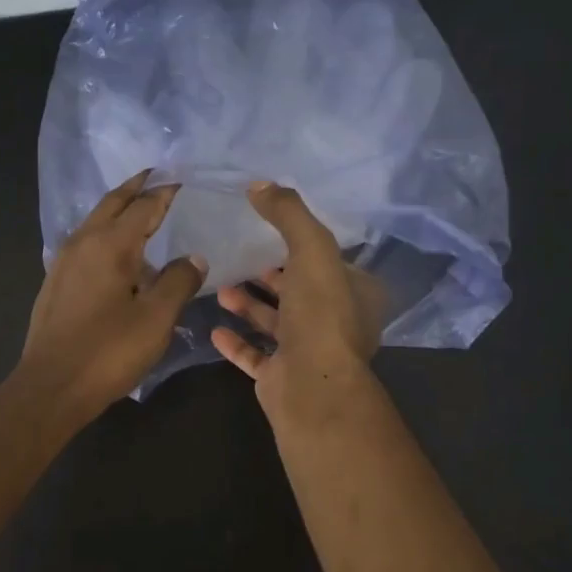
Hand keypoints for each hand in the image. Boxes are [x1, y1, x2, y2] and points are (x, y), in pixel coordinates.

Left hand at [16, 170, 206, 422]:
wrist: (50, 387)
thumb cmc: (108, 351)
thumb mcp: (156, 318)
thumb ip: (178, 281)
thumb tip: (193, 258)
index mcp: (110, 244)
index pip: (145, 206)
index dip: (166, 192)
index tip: (184, 179)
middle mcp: (83, 242)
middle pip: (113, 202)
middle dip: (137, 187)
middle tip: (158, 175)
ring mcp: (64, 261)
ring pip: (95, 220)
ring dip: (118, 207)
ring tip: (141, 207)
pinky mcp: (56, 281)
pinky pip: (86, 240)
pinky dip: (106, 230)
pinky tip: (116, 250)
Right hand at [211, 182, 385, 420]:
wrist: (312, 387)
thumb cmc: (320, 314)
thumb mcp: (311, 249)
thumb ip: (288, 214)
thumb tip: (259, 184)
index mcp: (356, 294)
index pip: (329, 263)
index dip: (300, 247)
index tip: (269, 233)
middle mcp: (337, 323)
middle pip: (299, 292)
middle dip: (270, 276)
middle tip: (240, 259)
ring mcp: (310, 354)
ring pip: (277, 323)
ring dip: (250, 305)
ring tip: (221, 289)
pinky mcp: (283, 378)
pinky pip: (256, 356)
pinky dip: (237, 342)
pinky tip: (215, 329)